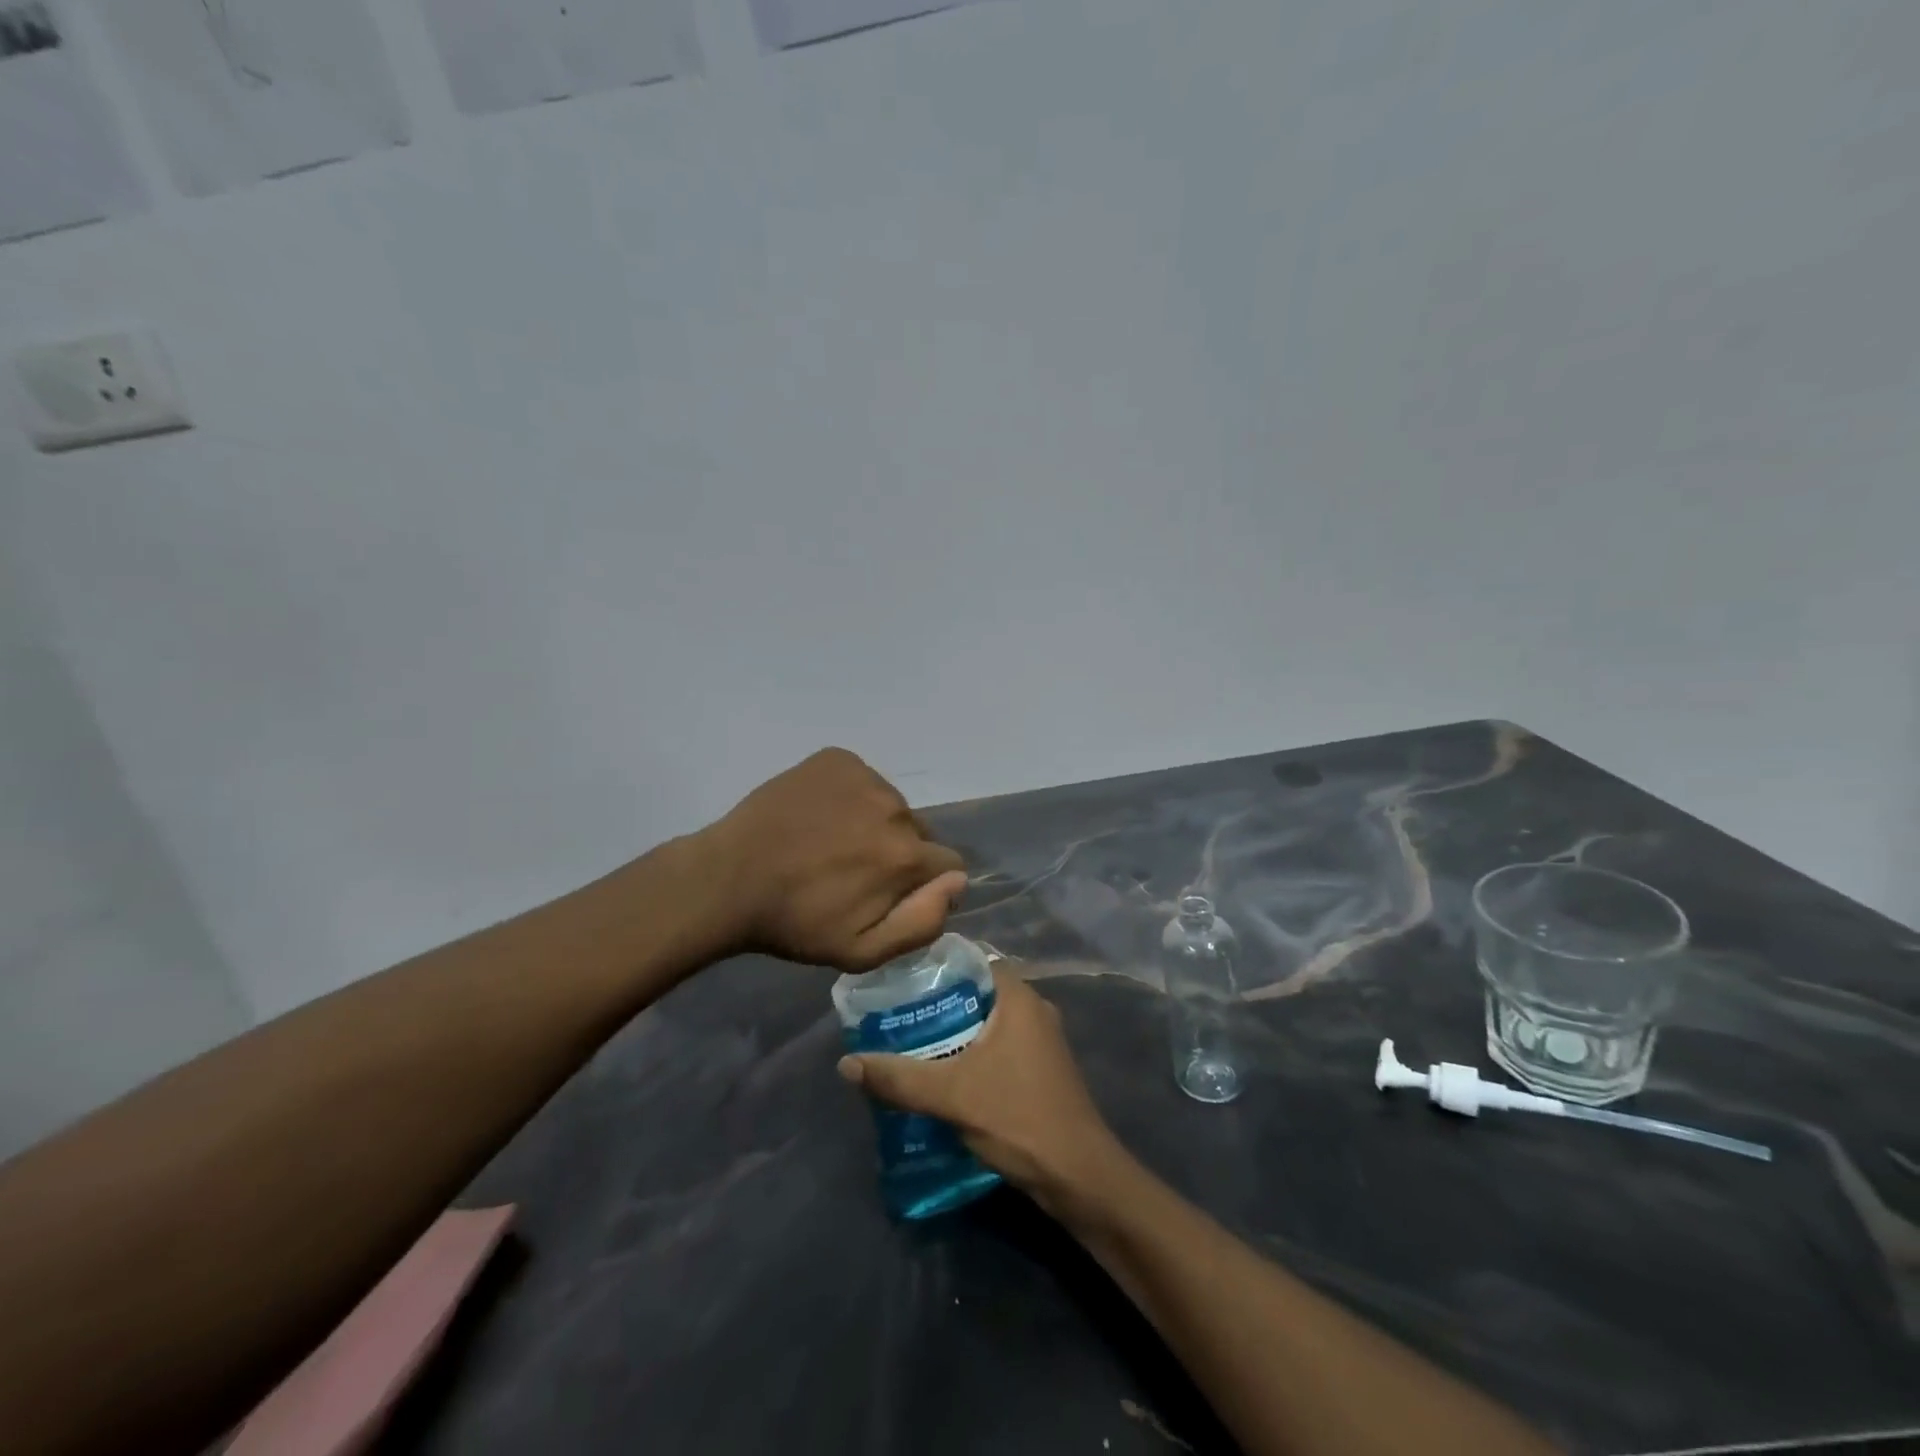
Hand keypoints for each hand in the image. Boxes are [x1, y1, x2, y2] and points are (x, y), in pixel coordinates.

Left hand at [697, 748, 966, 971]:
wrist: (728, 879)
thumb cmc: (796, 923)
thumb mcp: (862, 951)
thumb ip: (922, 922)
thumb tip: (958, 882)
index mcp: (905, 855)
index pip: (949, 863)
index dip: (926, 884)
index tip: (891, 893)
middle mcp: (894, 807)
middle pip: (918, 832)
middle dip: (899, 851)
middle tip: (853, 870)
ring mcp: (864, 777)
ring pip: (890, 804)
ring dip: (874, 822)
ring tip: (831, 842)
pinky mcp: (836, 759)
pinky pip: (862, 780)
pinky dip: (850, 796)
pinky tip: (818, 816)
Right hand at [838, 969, 1126, 1208]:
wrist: (1078, 1177)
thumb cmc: (1018, 1117)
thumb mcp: (951, 1095)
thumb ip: (899, 1077)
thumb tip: (846, 1063)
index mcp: (1020, 998)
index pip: (974, 960)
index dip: (938, 964)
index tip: (901, 975)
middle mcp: (1034, 1010)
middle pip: (977, 991)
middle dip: (939, 1001)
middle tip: (896, 1011)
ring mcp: (1041, 1041)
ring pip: (988, 1022)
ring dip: (954, 1030)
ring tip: (910, 1041)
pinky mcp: (1041, 1070)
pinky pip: (998, 1046)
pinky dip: (972, 1052)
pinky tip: (942, 1072)